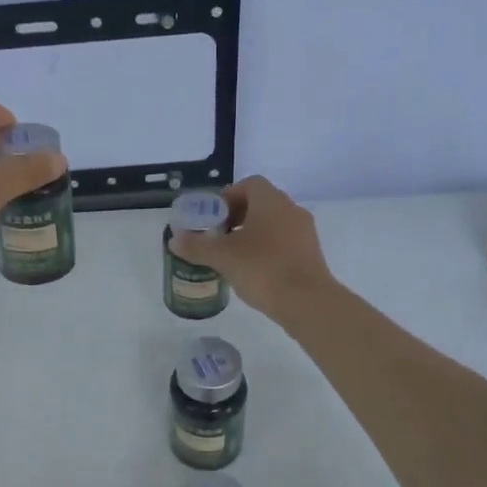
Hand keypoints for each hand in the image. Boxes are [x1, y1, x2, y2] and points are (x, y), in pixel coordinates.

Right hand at [168, 175, 334, 322]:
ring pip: (274, 224)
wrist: (306, 301)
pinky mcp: (311, 253)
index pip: (249, 184)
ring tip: (233, 256)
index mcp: (271, 201)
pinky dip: (268, 249)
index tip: (213, 217)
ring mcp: (305, 231)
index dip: (228, 197)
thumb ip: (196, 246)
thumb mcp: (222, 257)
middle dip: (237, 216)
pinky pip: (285, 242)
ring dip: (253, 234)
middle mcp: (291, 209)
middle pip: (261, 203)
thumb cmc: (262, 269)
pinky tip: (254, 271)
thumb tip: (174, 239)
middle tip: (218, 237)